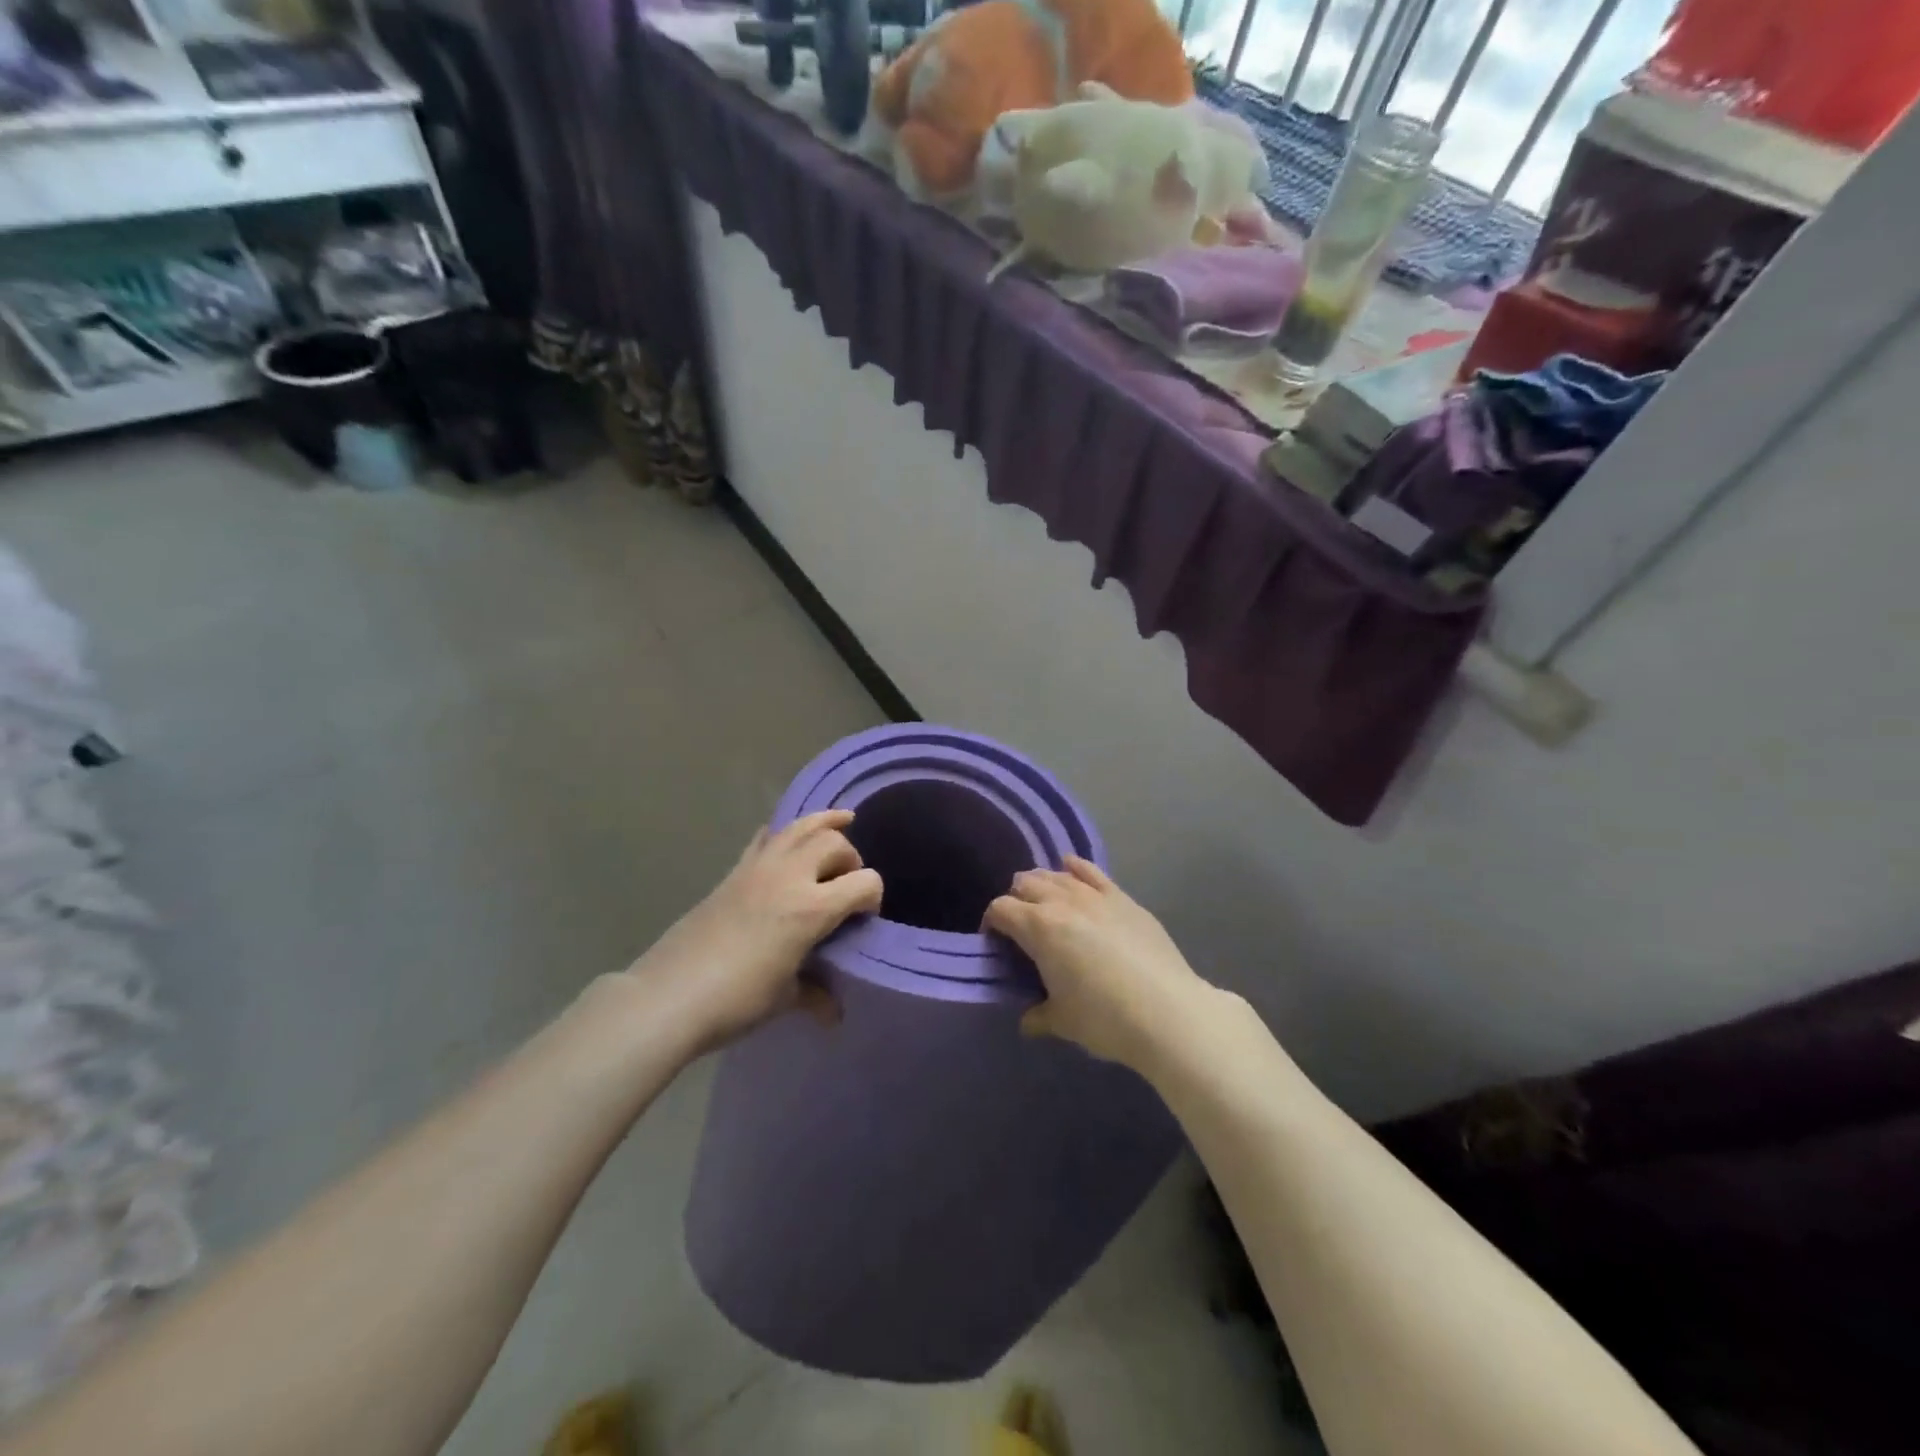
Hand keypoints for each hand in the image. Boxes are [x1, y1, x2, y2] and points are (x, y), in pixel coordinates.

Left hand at [632, 811, 881, 1054]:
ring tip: (843, 820)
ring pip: (800, 827)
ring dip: (825, 823)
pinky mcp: (734, 871)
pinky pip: (766, 838)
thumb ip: (815, 995)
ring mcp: (758, 868)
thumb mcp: (784, 999)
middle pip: (834, 843)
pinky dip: (784, 833)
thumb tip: (833, 1012)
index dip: (874, 897)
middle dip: (851, 859)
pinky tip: (789, 839)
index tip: (865, 918)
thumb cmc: (736, 1000)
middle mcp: (789, 877)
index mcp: (811, 908)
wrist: (669, 996)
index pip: (864, 882)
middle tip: (847, 885)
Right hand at [983, 858, 1214, 1072]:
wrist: (1168, 1012)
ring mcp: (1095, 895)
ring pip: (1056, 874)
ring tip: (1045, 903)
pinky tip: (1071, 869)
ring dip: (1043, 884)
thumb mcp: (1062, 1021)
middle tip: (1020, 927)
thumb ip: (1038, 1016)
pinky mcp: (1122, 898)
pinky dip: (1075, 868)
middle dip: (1016, 900)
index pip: (1001, 909)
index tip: (994, 941)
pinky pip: (1091, 871)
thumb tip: (1028, 1020)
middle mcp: (1062, 901)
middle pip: (1026, 884)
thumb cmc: (1105, 1018)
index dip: (992, 922)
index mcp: (1038, 928)